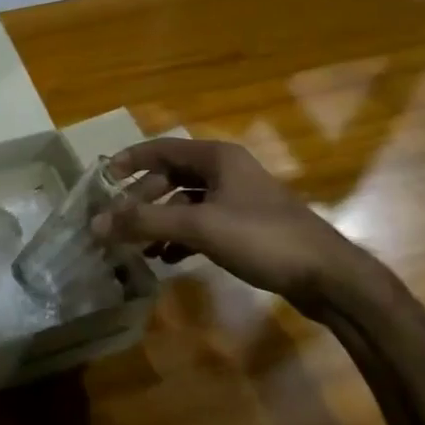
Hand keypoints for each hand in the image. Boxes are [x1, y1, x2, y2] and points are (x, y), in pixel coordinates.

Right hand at [92, 137, 374, 314]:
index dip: (129, 160)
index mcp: (217, 158)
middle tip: (118, 220)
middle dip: (142, 198)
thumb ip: (145, 222)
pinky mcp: (247, 227)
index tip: (102, 179)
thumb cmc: (262, 238)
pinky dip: (180, 237)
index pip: (161, 148)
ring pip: (185, 202)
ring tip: (138, 245)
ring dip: (159, 221)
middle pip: (171, 176)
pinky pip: (201, 224)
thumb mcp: (198, 226)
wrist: (329, 277)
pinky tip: (167, 258)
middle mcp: (227, 172)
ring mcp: (238, 200)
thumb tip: (95, 223)